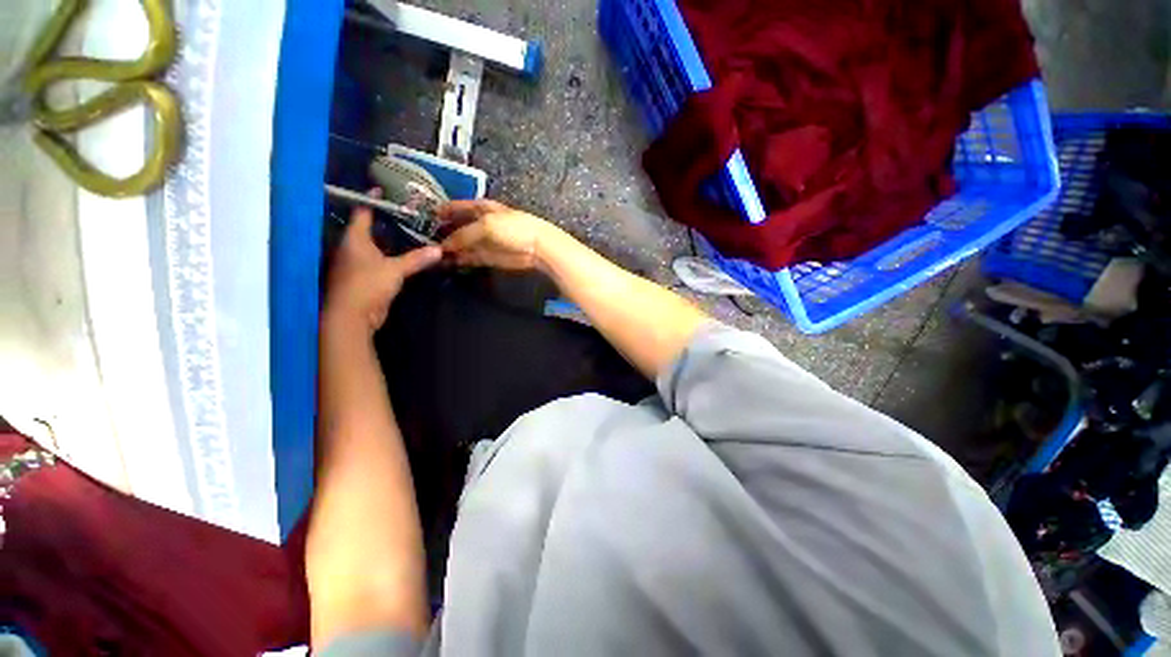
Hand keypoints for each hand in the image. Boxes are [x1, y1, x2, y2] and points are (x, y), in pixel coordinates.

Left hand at [325, 189, 441, 333]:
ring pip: (374, 245)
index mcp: (354, 239)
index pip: (363, 212)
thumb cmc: (368, 285)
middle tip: (407, 213)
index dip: (373, 200)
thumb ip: (416, 259)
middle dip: (386, 220)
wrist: (352, 316)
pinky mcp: (365, 277)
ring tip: (410, 231)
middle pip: (369, 228)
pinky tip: (405, 255)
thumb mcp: (395, 270)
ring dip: (389, 239)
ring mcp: (357, 263)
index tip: (384, 189)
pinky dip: (390, 255)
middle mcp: (352, 248)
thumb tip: (439, 250)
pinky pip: (379, 260)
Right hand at [439, 200, 558, 270]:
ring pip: (463, 245)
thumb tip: (444, 245)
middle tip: (425, 238)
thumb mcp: (485, 225)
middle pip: (459, 227)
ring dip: (450, 249)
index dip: (445, 210)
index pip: (459, 206)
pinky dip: (460, 260)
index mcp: (482, 208)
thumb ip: (463, 234)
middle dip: (444, 232)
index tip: (427, 215)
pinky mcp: (489, 257)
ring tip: (432, 254)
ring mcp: (485, 242)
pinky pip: (470, 258)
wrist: (536, 247)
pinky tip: (446, 262)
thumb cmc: (512, 228)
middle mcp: (481, 223)